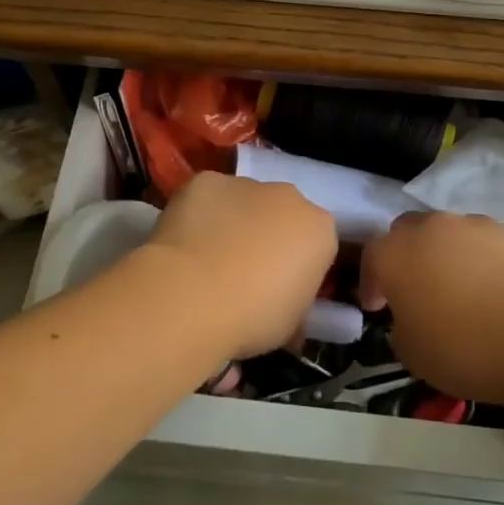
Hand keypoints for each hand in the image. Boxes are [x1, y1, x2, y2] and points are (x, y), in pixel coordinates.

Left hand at [144, 172, 337, 359]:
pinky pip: (207, 198)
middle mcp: (289, 196)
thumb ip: (294, 300)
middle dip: (267, 236)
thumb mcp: (291, 324)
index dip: (297, 267)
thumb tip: (281, 301)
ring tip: (207, 261)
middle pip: (282, 213)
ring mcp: (245, 184)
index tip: (278, 290)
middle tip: (244, 273)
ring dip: (233, 223)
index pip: (315, 243)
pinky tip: (184, 244)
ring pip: (243, 202)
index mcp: (319, 230)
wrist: (194, 296)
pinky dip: (199, 215)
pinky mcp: (205, 181)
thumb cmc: (253, 318)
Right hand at [360, 211, 503, 406]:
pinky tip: (502, 290)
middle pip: (409, 231)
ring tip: (464, 290)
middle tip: (417, 289)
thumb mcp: (413, 355)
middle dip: (408, 255)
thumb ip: (402, 328)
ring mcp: (477, 225)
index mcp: (397, 254)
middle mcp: (433, 228)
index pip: (371, 257)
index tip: (378, 307)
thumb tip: (411, 318)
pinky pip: (490, 244)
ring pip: (452, 233)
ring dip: (449, 255)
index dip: (372, 283)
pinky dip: (488, 261)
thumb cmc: (466, 349)